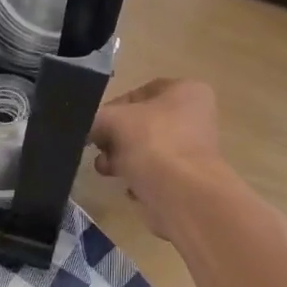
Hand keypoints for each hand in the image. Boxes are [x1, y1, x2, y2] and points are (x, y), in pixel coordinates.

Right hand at [90, 79, 225, 239]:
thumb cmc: (153, 143)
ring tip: (107, 170)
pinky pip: (156, 174)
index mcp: (186, 91)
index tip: (96, 125)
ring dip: (123, 159)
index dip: (113, 107)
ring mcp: (194, 151)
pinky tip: (129, 187)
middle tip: (99, 150)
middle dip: (116, 138)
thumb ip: (97, 118)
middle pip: (143, 124)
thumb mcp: (113, 120)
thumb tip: (91, 130)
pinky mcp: (189, 181)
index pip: (140, 92)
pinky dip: (140, 179)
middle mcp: (195, 118)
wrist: (183, 195)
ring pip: (148, 150)